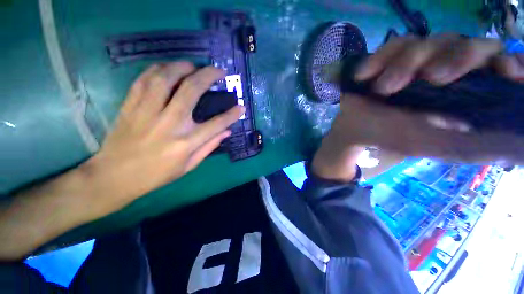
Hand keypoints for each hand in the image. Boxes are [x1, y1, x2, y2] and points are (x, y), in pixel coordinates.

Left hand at [84, 62, 243, 212]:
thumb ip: (209, 146)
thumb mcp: (188, 166)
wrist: (114, 176)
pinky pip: (144, 80)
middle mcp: (169, 123)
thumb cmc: (156, 175)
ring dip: (183, 67)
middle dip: (209, 76)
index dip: (232, 114)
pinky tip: (168, 69)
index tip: (241, 107)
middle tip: (219, 71)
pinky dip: (158, 70)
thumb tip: (227, 131)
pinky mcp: (130, 106)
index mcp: (186, 142)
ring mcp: (147, 112)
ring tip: (194, 66)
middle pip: (192, 90)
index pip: (217, 124)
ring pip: (166, 78)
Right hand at [313, 35, 523, 180]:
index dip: (506, 64)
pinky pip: (394, 45)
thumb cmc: (388, 135)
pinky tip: (363, 76)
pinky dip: (379, 59)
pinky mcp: (392, 55)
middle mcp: (447, 70)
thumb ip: (469, 148)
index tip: (507, 71)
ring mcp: (419, 59)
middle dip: (457, 58)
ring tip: (382, 89)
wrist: (352, 125)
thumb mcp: (429, 145)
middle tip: (433, 79)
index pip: (498, 67)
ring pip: (431, 41)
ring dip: (405, 64)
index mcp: (463, 93)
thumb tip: (512, 148)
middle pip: (470, 45)